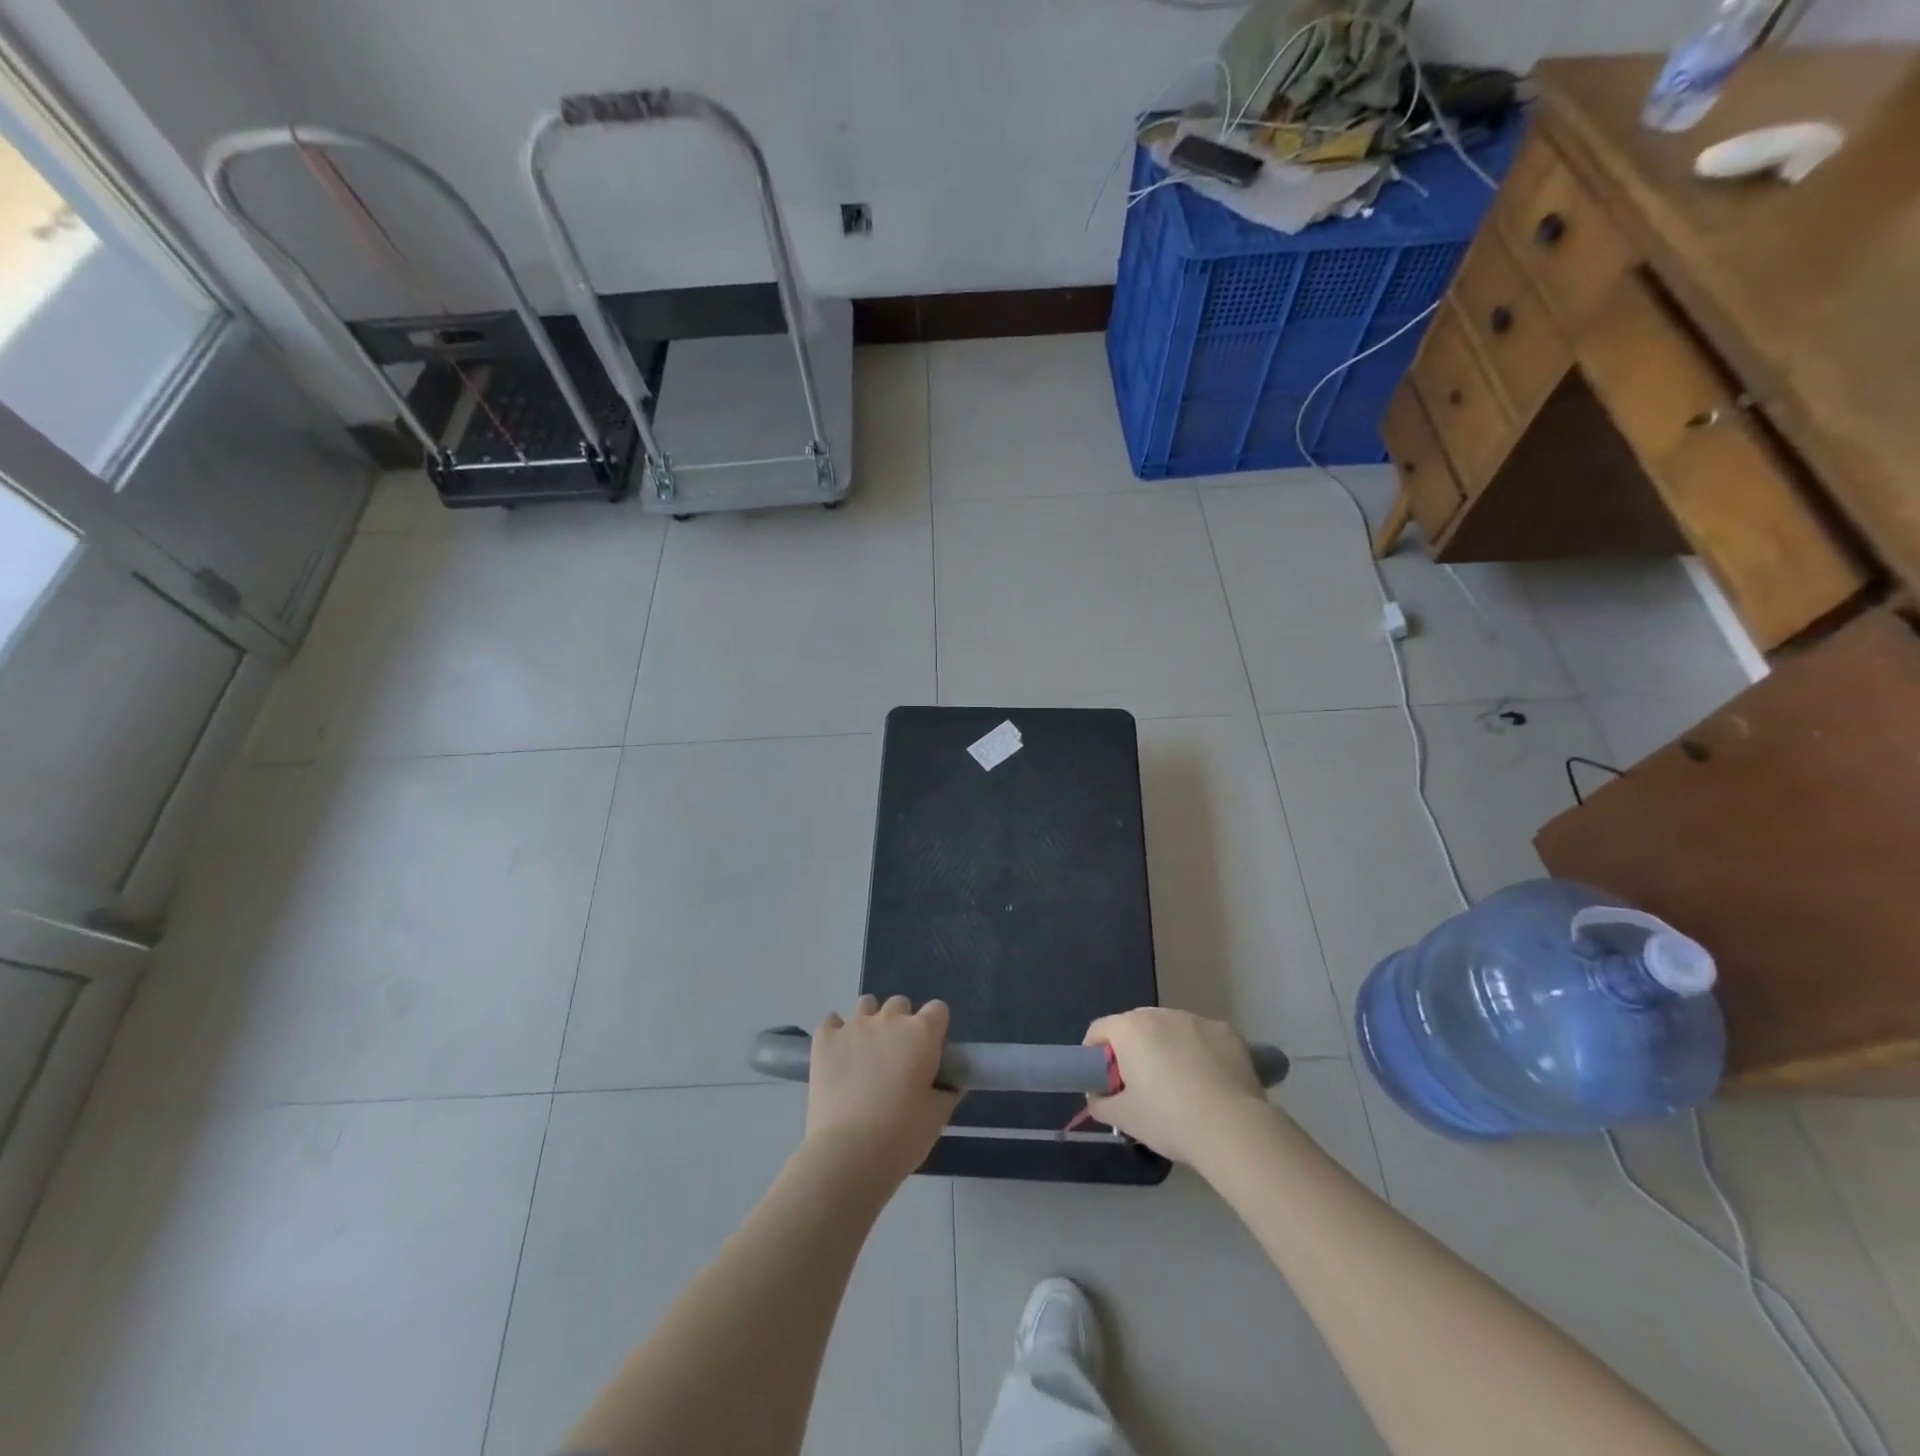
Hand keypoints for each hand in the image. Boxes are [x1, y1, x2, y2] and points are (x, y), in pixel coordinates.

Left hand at [804, 995, 959, 1184]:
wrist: (848, 1153)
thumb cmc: (902, 1136)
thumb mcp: (937, 1117)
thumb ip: (946, 1092)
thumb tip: (950, 1083)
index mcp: (922, 1034)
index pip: (938, 1009)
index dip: (936, 1028)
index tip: (931, 1051)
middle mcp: (889, 1020)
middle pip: (900, 1004)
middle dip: (901, 1023)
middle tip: (897, 1057)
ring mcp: (854, 1026)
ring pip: (866, 1004)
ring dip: (870, 1021)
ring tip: (866, 1052)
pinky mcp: (825, 1039)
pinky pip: (831, 1020)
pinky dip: (836, 1032)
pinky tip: (838, 1053)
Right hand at [1084, 1008, 1270, 1164]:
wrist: (1233, 1129)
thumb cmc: (1169, 1119)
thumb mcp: (1124, 1118)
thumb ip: (1100, 1103)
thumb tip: (1097, 1097)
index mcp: (1130, 1029)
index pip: (1099, 1030)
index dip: (1094, 1054)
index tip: (1104, 1080)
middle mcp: (1161, 1014)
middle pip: (1135, 1027)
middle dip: (1132, 1050)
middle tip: (1141, 1086)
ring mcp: (1197, 1020)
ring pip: (1171, 1030)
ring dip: (1167, 1048)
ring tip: (1180, 1086)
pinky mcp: (1227, 1032)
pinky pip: (1203, 1038)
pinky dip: (1200, 1053)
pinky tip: (1210, 1083)